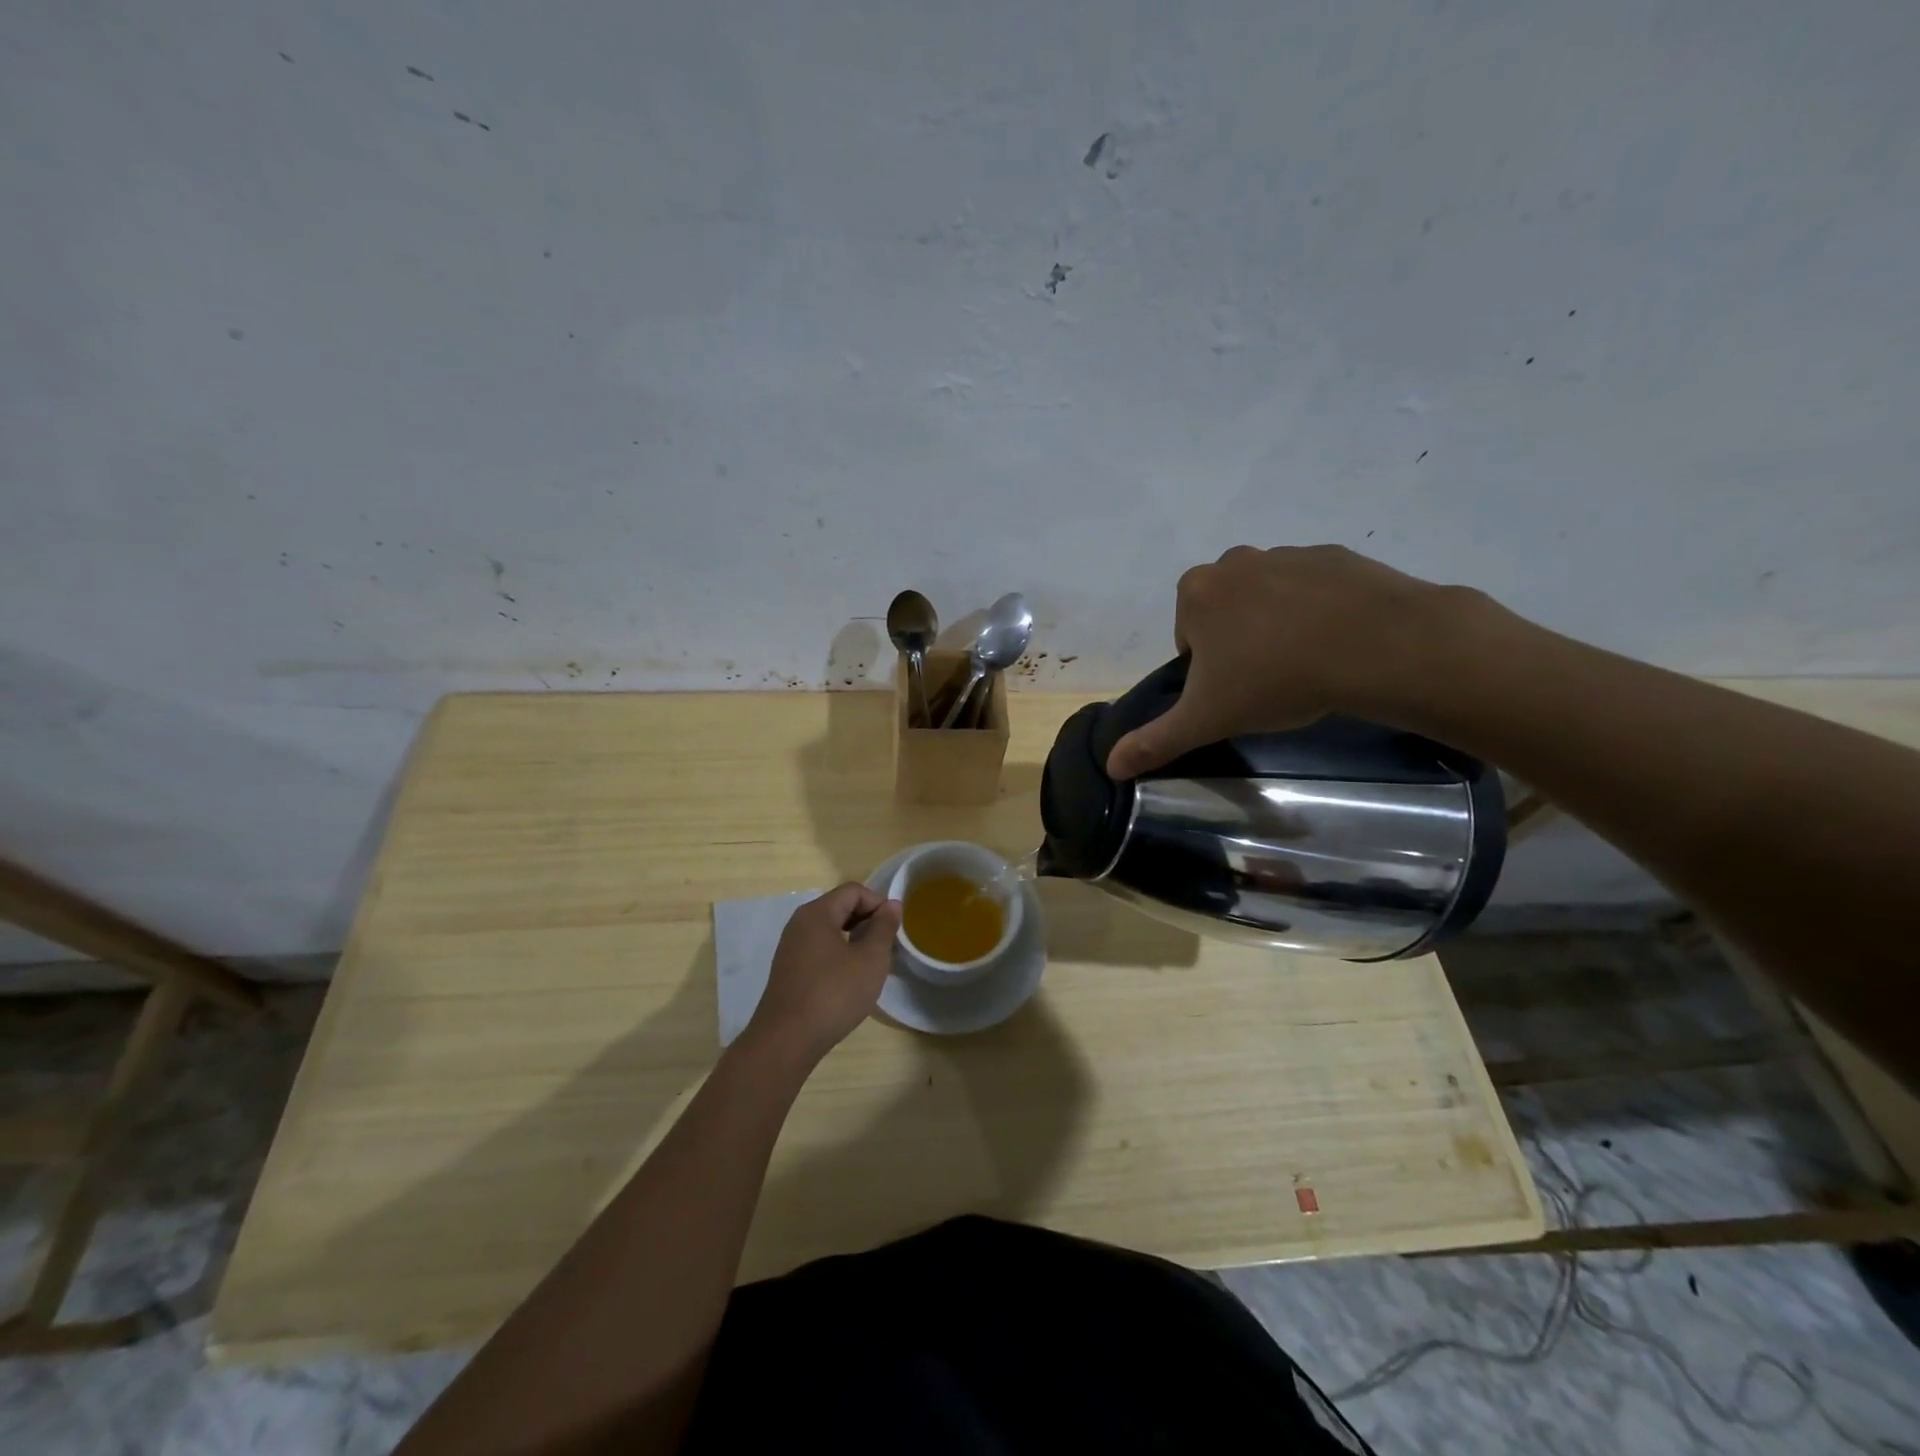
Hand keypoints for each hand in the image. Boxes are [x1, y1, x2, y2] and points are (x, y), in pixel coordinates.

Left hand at [745, 882, 901, 1063]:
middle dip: (867, 921)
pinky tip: (850, 981)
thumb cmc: (833, 994)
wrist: (786, 1041)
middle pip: (840, 907)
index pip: (853, 891)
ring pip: (830, 930)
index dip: (879, 903)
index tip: (894, 930)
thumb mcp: (869, 960)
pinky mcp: (788, 971)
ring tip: (872, 964)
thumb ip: (883, 928)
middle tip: (887, 947)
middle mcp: (799, 924)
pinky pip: (819, 950)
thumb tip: (892, 905)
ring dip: (854, 940)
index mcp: (817, 913)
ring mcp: (790, 948)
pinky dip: (839, 955)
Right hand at [1106, 545, 1468, 778]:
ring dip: (1277, 624)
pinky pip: (1313, 587)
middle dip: (1238, 640)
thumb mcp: (1207, 719)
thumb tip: (1109, 766)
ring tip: (1307, 662)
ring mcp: (1287, 554)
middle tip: (1268, 678)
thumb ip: (1155, 741)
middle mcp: (1234, 563)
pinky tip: (1338, 641)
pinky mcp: (1334, 555)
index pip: (1188, 635)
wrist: (1375, 646)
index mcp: (1196, 593)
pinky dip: (1318, 610)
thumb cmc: (1275, 679)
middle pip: (1225, 611)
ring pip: (1268, 597)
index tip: (1234, 690)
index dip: (1206, 668)